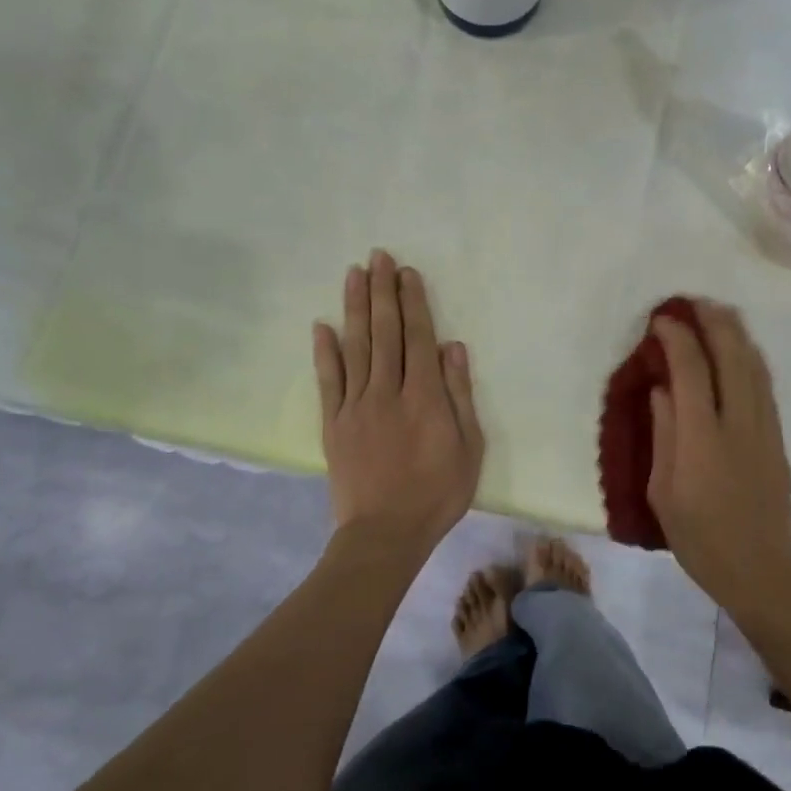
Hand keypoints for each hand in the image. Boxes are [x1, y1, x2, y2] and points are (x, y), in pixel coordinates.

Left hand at [313, 251, 483, 556]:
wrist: (384, 534)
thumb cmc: (437, 493)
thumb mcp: (469, 448)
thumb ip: (459, 394)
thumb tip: (452, 346)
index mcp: (424, 396)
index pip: (418, 337)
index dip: (413, 302)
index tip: (407, 273)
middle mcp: (387, 391)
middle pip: (385, 333)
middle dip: (383, 292)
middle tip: (379, 257)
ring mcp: (356, 406)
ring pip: (355, 347)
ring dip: (355, 308)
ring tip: (354, 274)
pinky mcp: (333, 424)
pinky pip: (328, 381)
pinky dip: (325, 352)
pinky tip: (322, 325)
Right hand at [648, 301, 790, 616]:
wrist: (761, 571)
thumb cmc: (700, 538)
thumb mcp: (663, 491)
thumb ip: (664, 434)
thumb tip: (663, 390)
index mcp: (702, 438)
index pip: (691, 371)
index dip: (677, 339)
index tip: (662, 320)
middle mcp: (738, 424)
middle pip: (732, 357)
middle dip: (713, 323)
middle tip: (694, 303)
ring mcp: (764, 430)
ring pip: (754, 367)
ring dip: (736, 334)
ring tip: (719, 314)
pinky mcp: (778, 439)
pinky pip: (765, 386)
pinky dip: (751, 358)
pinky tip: (742, 350)